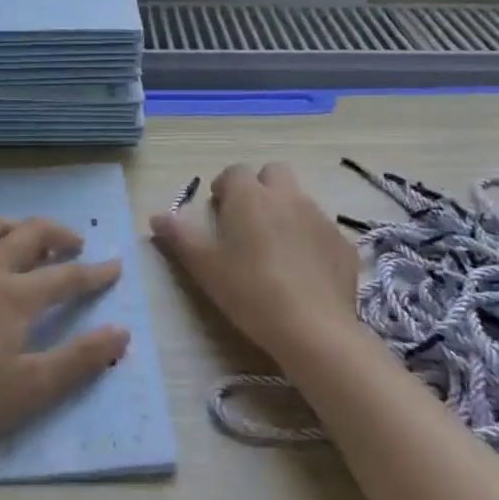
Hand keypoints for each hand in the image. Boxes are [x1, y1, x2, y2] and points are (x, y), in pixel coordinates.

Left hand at [0, 215, 130, 454]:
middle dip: (58, 233)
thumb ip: (79, 359)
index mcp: (15, 295)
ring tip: (30, 242)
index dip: (95, 272)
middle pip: (29, 234)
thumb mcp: (32, 388)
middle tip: (76, 244)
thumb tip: (122, 333)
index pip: (66, 276)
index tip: (115, 266)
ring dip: (17, 228)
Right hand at [151, 163, 358, 366]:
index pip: (235, 172)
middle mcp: (287, 196)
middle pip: (274, 173)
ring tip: (275, 249)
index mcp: (250, 196)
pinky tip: (303, 271)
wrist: (312, 328)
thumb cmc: (248, 290)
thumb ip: (178, 236)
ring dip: (285, 212)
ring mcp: (319, 217)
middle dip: (260, 187)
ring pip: (299, 200)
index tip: (219, 211)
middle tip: (248, 220)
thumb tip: (157, 217)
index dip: (225, 188)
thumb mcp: (204, 266)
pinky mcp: (342, 243)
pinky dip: (310, 239)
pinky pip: (321, 230)